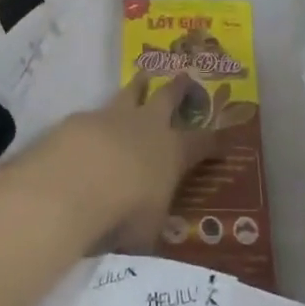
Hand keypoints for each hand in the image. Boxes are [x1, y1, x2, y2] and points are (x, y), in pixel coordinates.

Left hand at [36, 75, 220, 253]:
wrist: (76, 181)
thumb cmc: (125, 211)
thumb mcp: (148, 230)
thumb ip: (151, 223)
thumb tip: (151, 230)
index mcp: (172, 152)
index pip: (203, 143)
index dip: (216, 141)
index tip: (228, 136)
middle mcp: (148, 126)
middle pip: (168, 98)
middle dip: (179, 88)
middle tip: (185, 76)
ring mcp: (114, 117)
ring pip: (132, 92)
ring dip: (139, 85)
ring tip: (143, 75)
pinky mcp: (82, 119)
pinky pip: (95, 114)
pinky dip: (98, 119)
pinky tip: (91, 126)